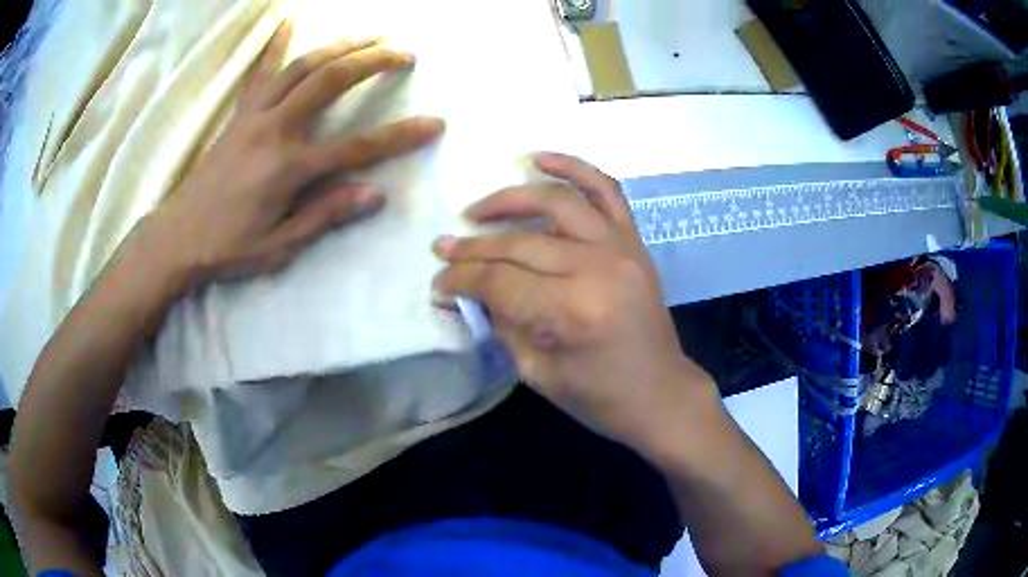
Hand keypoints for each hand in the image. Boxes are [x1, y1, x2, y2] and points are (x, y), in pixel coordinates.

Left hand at [152, 21, 443, 281]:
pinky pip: (258, 73)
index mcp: (287, 168)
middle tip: (404, 51)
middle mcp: (273, 130)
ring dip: (339, 45)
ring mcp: (253, 117)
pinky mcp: (238, 115)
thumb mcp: (279, 246)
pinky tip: (289, 22)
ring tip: (369, 34)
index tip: (434, 123)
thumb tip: (375, 194)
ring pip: (300, 67)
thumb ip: (325, 216)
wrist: (176, 238)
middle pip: (329, 82)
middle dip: (372, 61)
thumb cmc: (227, 247)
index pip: (355, 147)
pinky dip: (275, 45)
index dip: (399, 136)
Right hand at [432, 153, 714, 444]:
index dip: (461, 280)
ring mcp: (621, 248)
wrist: (660, 392)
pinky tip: (540, 159)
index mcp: (572, 312)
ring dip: (509, 199)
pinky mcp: (634, 242)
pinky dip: (573, 168)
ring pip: (556, 203)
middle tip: (444, 250)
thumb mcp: (537, 372)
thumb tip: (468, 290)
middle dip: (473, 248)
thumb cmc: (599, 397)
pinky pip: (606, 190)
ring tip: (477, 210)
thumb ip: (501, 323)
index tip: (439, 282)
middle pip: (520, 244)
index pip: (499, 282)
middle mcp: (596, 269)